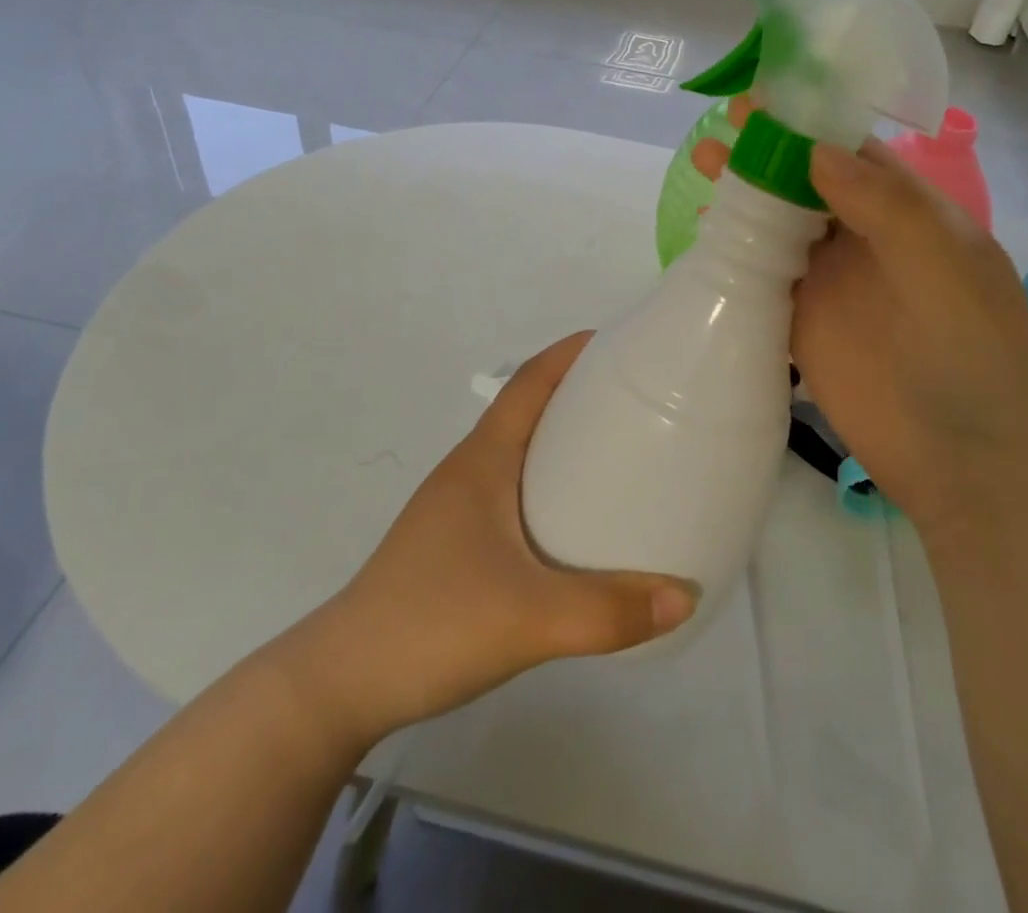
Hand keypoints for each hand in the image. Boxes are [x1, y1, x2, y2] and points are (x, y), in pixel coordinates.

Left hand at [272, 333, 698, 745]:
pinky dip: (550, 483)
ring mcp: (458, 506)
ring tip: (621, 455)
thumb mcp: (529, 619)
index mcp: (483, 460)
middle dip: (581, 394)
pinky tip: (577, 522)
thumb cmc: (432, 625)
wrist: (341, 684)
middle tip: (641, 402)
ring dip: (564, 440)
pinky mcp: (456, 541)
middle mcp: (469, 469)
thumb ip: (609, 612)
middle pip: (529, 408)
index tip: (623, 344)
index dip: (572, 353)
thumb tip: (686, 596)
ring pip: (520, 450)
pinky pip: (514, 489)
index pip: (529, 381)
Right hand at [693, 101, 1027, 527]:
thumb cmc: (973, 352)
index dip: (810, 120)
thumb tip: (815, 149)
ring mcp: (832, 282)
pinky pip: (764, 273)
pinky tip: (705, 228)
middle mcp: (866, 238)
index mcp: (910, 212)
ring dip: (746, 191)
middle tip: (723, 124)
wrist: (967, 461)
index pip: (854, 150)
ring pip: (781, 222)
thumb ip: (885, 205)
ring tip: (703, 162)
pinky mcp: (802, 324)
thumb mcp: (944, 265)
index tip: (764, 94)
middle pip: (808, 180)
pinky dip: (736, 247)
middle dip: (769, 149)